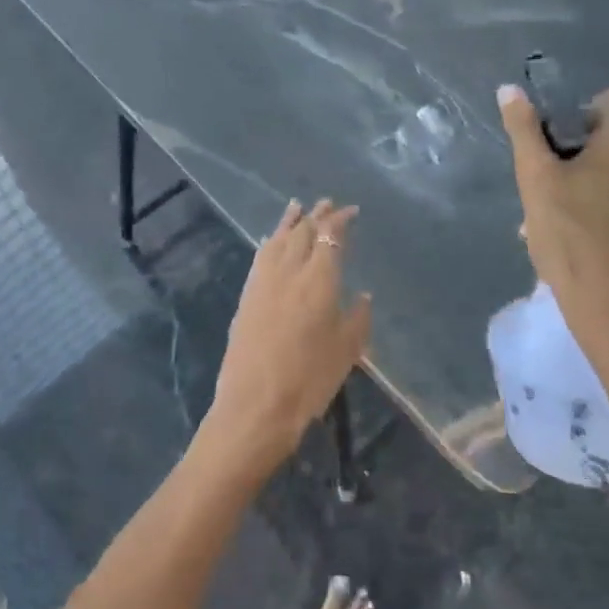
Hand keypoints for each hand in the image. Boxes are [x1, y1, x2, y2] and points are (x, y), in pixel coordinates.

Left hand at [202, 199, 371, 477]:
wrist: (255, 404)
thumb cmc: (310, 380)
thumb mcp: (347, 351)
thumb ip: (357, 317)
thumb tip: (362, 295)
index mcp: (319, 279)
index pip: (330, 237)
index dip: (339, 220)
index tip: (350, 211)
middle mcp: (289, 270)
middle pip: (302, 232)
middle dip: (316, 215)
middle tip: (326, 203)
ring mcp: (263, 281)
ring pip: (277, 239)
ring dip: (290, 221)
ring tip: (297, 207)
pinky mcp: (246, 295)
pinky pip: (261, 256)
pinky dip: (270, 241)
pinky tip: (270, 239)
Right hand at [497, 84, 608, 366]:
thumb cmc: (572, 238)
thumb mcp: (536, 180)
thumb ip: (523, 132)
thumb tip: (509, 89)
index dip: (581, 107)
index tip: (552, 137)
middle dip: (571, 149)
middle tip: (540, 180)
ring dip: (578, 180)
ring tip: (546, 215)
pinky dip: (595, 205)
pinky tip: (568, 238)